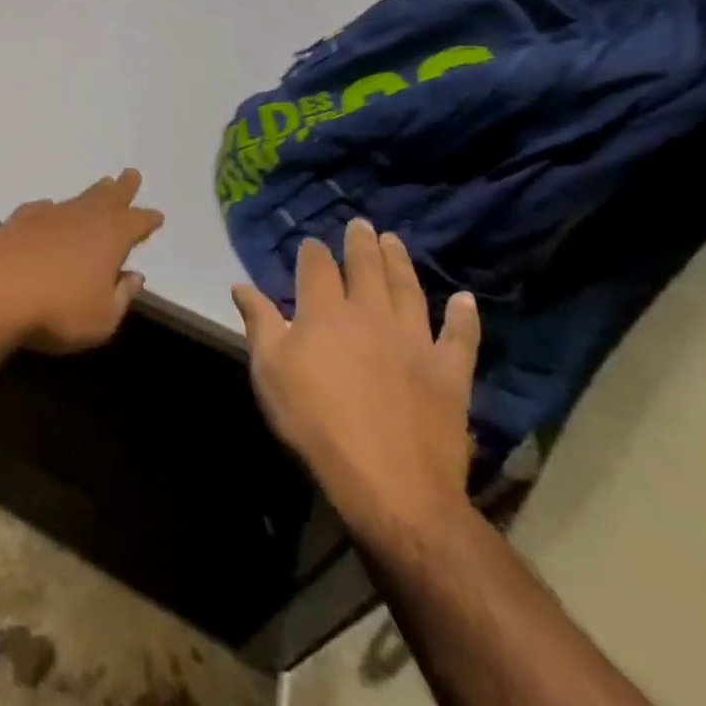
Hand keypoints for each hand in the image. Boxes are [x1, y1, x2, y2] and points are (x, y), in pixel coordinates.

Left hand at [0, 170, 163, 354]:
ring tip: (101, 186)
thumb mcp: (102, 318)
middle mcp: (79, 219)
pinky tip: (50, 209)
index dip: (146, 220)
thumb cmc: (56, 312)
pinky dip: (52, 209)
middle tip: (130, 175)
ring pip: (75, 201)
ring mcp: (44, 217)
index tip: (156, 215)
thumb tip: (133, 276)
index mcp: (108, 238)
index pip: (134, 223)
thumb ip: (121, 296)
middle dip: (120, 189)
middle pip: (105, 199)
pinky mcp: (15, 222)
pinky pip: (41, 209)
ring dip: (91, 195)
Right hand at [232, 218, 480, 546]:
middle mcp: (370, 315)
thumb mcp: (269, 370)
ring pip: (409, 291)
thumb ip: (259, 323)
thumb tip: (241, 285)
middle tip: (361, 224)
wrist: (390, 482)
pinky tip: (465, 299)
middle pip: (365, 269)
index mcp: (324, 313)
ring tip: (395, 242)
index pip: (317, 268)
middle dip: (360, 244)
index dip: (313, 252)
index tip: (311, 242)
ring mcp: (415, 342)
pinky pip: (461, 338)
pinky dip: (464, 317)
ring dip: (401, 263)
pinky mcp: (450, 373)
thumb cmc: (315, 421)